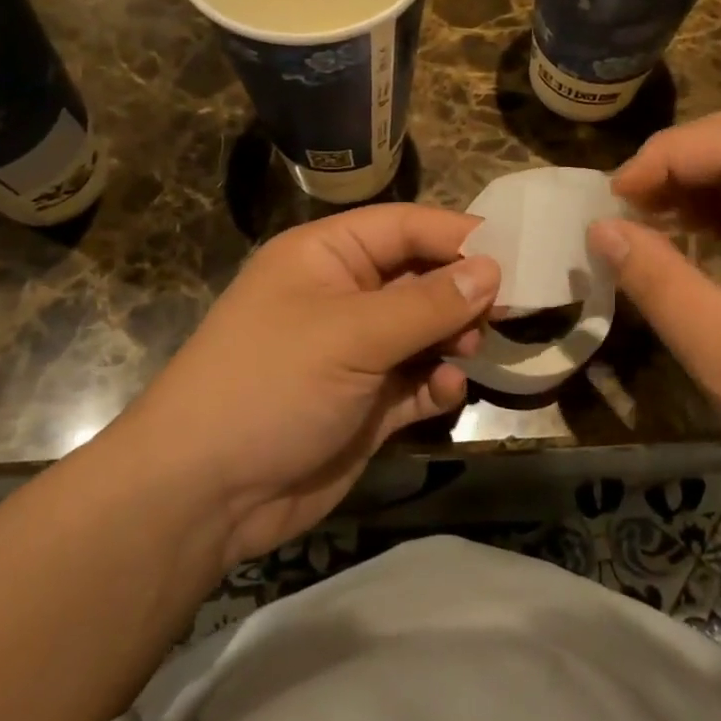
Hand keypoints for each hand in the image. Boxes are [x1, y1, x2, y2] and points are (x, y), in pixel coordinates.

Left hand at [120, 204, 499, 565]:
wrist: (204, 494)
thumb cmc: (271, 384)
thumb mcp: (350, 334)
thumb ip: (426, 303)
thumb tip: (491, 270)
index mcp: (326, 256)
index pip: (403, 227)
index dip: (458, 235)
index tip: (516, 252)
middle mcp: (342, 296)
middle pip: (419, 278)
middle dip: (460, 292)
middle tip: (504, 311)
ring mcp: (353, 353)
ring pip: (423, 331)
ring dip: (452, 338)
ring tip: (469, 350)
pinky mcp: (364, 404)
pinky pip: (415, 381)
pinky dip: (436, 383)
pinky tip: (447, 392)